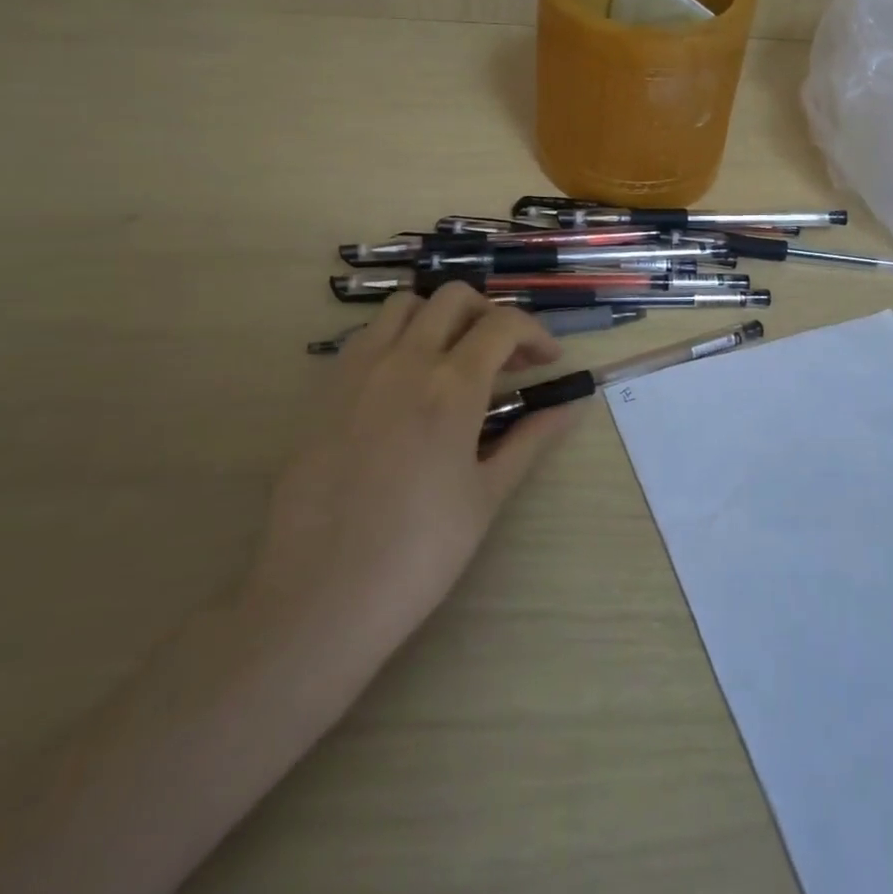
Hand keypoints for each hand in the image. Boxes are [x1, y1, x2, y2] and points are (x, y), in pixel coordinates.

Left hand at [246, 284, 576, 662]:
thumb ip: (531, 438)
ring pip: (404, 306)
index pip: (503, 324)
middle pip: (454, 297)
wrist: (320, 596)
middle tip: (505, 358)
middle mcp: (404, 360)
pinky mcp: (323, 390)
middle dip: (490, 315)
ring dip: (439, 318)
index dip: (535, 333)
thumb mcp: (487, 495)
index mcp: (452, 385)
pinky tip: (404, 384)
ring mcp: (357, 370)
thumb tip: (572, 405)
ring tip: (454, 360)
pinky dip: (396, 338)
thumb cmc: (419, 552)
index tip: (549, 360)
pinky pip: (366, 337)